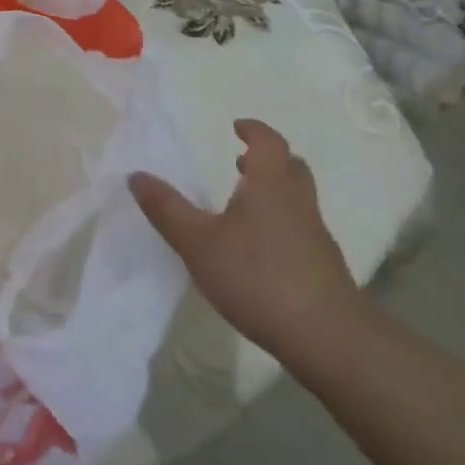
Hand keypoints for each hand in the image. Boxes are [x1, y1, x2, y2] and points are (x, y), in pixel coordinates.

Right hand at [129, 119, 372, 365]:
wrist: (328, 337)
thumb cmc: (257, 276)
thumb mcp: (197, 242)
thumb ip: (166, 209)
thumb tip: (137, 175)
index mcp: (270, 185)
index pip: (269, 143)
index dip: (254, 131)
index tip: (237, 126)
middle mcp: (298, 203)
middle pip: (291, 168)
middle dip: (268, 160)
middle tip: (241, 162)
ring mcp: (315, 236)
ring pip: (297, 199)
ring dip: (273, 192)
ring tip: (242, 206)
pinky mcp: (322, 266)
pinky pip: (300, 229)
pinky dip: (280, 223)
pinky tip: (258, 249)